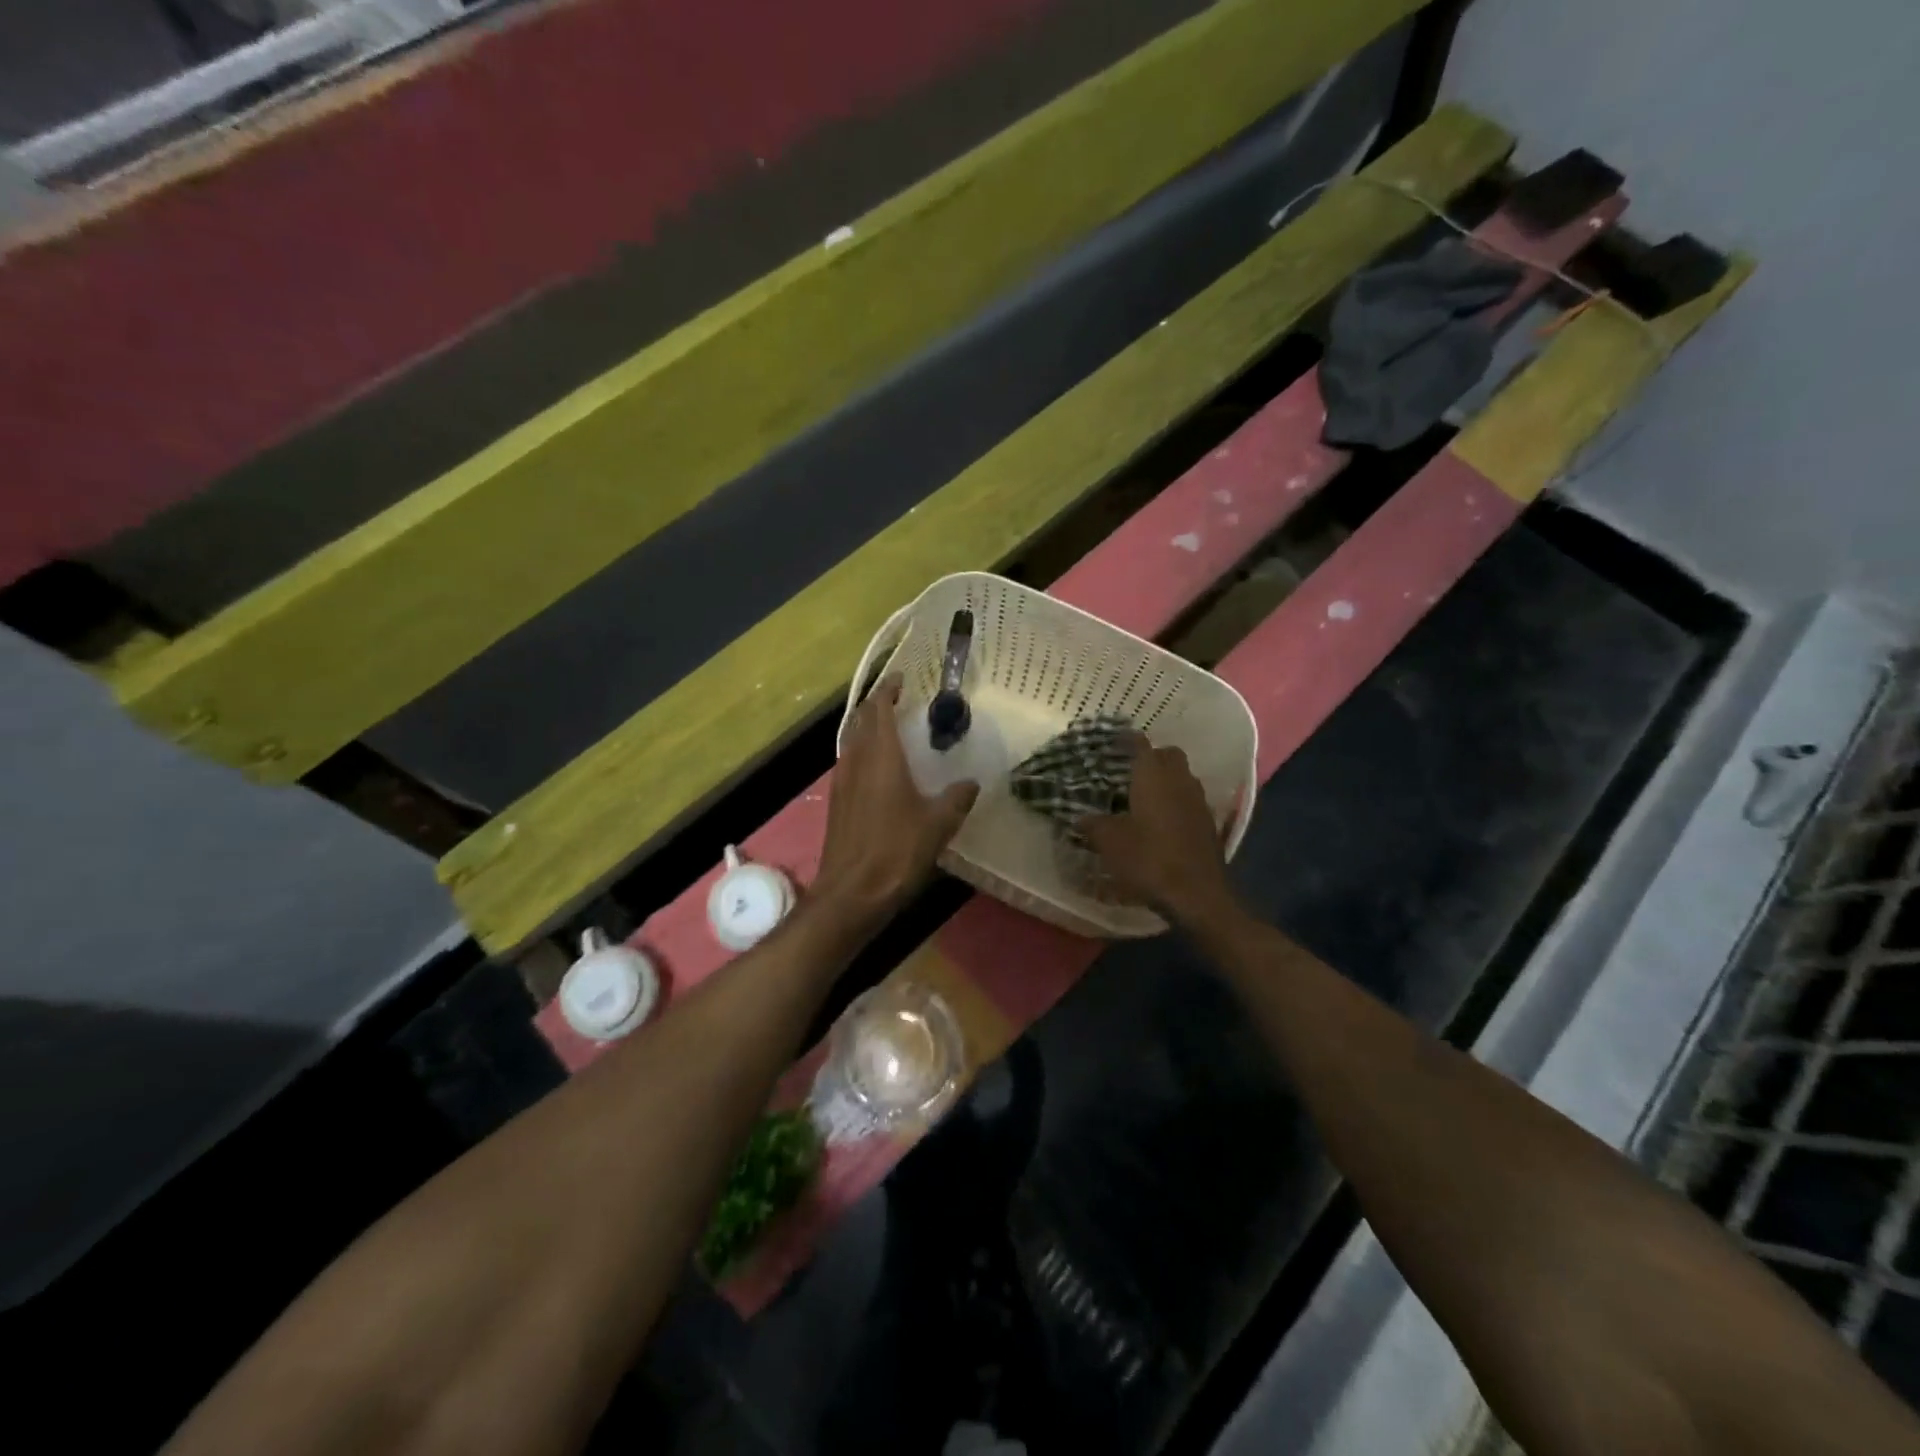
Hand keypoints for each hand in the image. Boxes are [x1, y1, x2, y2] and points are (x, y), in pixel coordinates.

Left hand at [814, 675, 978, 923]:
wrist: (851, 892)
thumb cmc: (896, 852)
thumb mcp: (939, 824)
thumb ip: (957, 798)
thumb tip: (971, 782)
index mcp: (881, 757)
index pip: (878, 709)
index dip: (888, 690)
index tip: (903, 679)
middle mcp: (856, 761)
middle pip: (860, 720)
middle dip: (878, 705)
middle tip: (901, 701)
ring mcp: (842, 781)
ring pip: (852, 741)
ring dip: (868, 728)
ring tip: (892, 730)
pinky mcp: (837, 801)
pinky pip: (849, 761)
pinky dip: (863, 751)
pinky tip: (880, 769)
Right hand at [1085, 736, 1238, 923]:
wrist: (1196, 895)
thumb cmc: (1148, 859)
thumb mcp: (1109, 843)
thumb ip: (1093, 825)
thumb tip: (1080, 818)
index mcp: (1153, 776)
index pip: (1140, 744)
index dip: (1126, 740)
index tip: (1113, 741)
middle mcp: (1179, 780)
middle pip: (1168, 755)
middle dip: (1151, 757)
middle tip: (1129, 770)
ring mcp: (1198, 801)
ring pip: (1182, 777)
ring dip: (1166, 780)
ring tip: (1143, 795)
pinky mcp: (1208, 823)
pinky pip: (1189, 800)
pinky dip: (1176, 802)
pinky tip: (1160, 821)